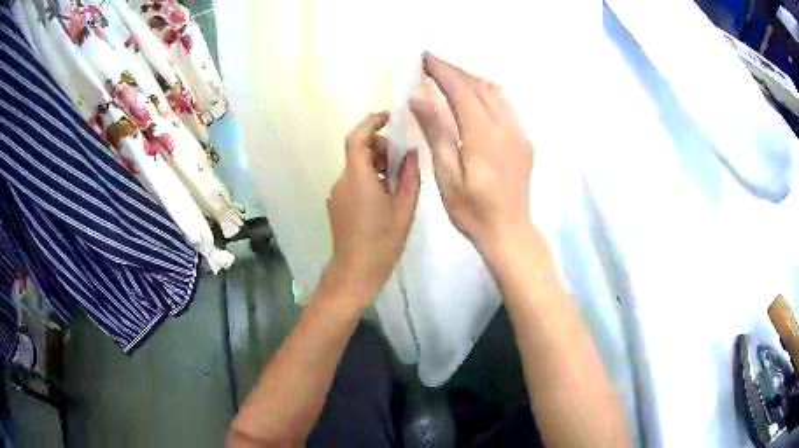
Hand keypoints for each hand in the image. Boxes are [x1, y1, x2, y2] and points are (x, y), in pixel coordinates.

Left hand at [324, 112, 420, 306]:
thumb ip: (409, 176)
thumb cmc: (383, 241)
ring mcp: (336, 193)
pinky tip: (383, 199)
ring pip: (356, 167)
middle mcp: (342, 180)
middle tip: (400, 164)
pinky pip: (353, 182)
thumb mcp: (404, 208)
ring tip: (395, 186)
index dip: (370, 123)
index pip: (356, 138)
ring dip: (376, 166)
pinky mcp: (336, 204)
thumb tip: (410, 153)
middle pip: (358, 151)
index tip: (388, 118)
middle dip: (379, 148)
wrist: (355, 271)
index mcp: (358, 178)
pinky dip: (368, 180)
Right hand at [410, 53, 533, 255]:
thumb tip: (420, 99)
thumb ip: (436, 132)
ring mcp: (519, 133)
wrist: (508, 231)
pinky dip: (487, 93)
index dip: (443, 71)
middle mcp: (506, 127)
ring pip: (496, 93)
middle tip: (432, 64)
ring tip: (450, 77)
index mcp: (484, 135)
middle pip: (480, 87)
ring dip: (472, 80)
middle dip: (455, 71)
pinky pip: (506, 105)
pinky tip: (475, 97)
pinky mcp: (524, 141)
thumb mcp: (447, 175)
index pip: (462, 90)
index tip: (425, 58)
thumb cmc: (472, 210)